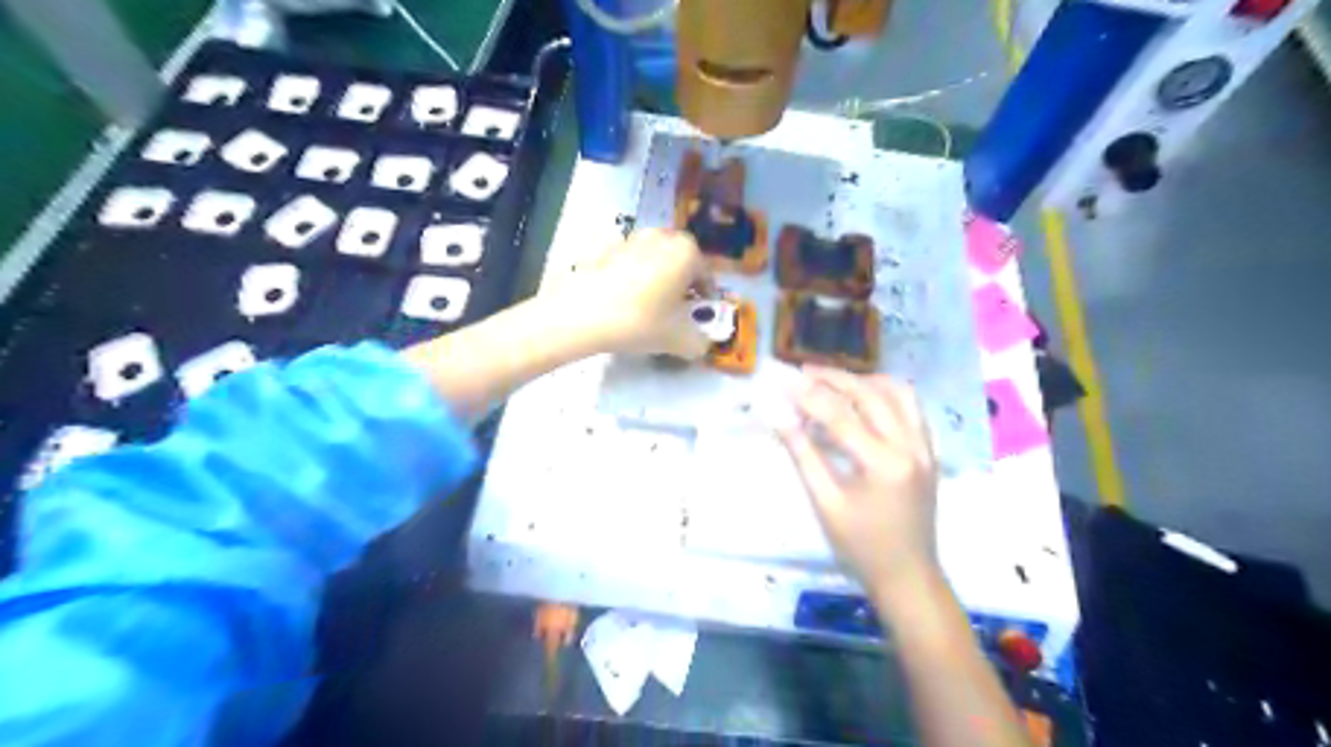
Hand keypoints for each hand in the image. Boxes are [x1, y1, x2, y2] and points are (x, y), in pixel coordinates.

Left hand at [549, 228, 717, 359]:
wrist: (581, 314)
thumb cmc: (640, 322)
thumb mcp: (681, 341)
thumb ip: (701, 342)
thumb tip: (702, 342)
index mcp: (687, 252)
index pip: (707, 277)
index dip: (706, 299)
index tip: (698, 317)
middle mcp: (662, 237)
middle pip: (680, 263)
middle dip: (681, 285)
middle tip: (675, 311)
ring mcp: (630, 238)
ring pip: (654, 260)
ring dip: (656, 278)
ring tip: (647, 306)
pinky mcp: (604, 248)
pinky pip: (628, 264)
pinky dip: (630, 278)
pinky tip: (622, 301)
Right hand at [775, 366, 940, 600]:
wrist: (907, 576)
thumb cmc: (860, 547)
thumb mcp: (825, 503)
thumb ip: (802, 453)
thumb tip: (777, 416)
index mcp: (883, 463)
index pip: (840, 414)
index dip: (807, 395)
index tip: (782, 382)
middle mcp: (910, 446)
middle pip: (871, 394)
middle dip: (835, 379)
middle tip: (804, 372)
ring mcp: (925, 447)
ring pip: (899, 393)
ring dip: (865, 380)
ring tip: (834, 381)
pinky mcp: (929, 451)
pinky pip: (912, 408)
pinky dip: (887, 394)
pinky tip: (865, 399)